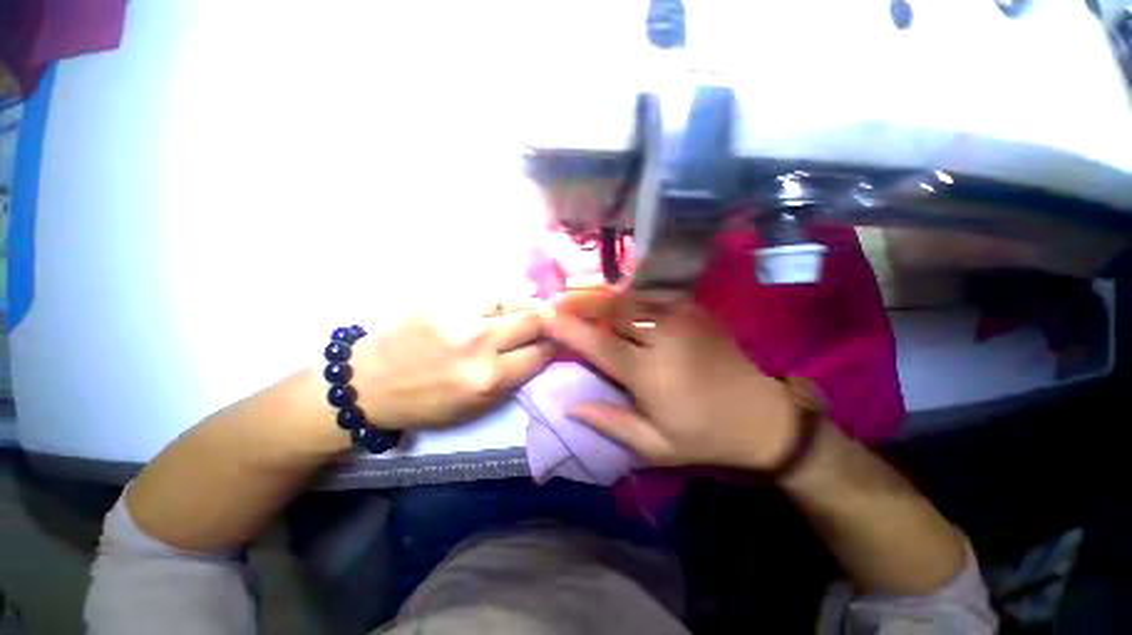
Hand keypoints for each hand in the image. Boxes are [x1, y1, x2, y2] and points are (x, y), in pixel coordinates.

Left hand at [351, 311, 552, 428]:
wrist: (366, 382)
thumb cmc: (424, 403)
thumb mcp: (475, 407)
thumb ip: (512, 379)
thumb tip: (539, 352)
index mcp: (487, 379)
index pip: (540, 353)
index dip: (554, 346)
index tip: (556, 343)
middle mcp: (479, 343)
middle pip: (534, 319)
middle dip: (548, 320)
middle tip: (549, 322)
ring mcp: (460, 315)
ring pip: (514, 298)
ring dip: (529, 304)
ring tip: (532, 307)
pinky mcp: (443, 298)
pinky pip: (488, 292)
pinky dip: (505, 297)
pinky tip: (509, 300)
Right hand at [547, 291, 795, 469]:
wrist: (761, 417)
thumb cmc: (704, 435)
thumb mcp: (654, 445)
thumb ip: (610, 423)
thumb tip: (571, 407)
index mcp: (648, 372)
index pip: (598, 344)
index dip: (568, 328)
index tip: (545, 316)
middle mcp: (663, 337)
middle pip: (612, 309)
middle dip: (583, 303)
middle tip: (562, 302)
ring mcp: (682, 318)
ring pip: (631, 297)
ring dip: (604, 297)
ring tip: (585, 299)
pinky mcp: (695, 310)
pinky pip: (653, 295)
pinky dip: (630, 296)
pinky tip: (621, 300)